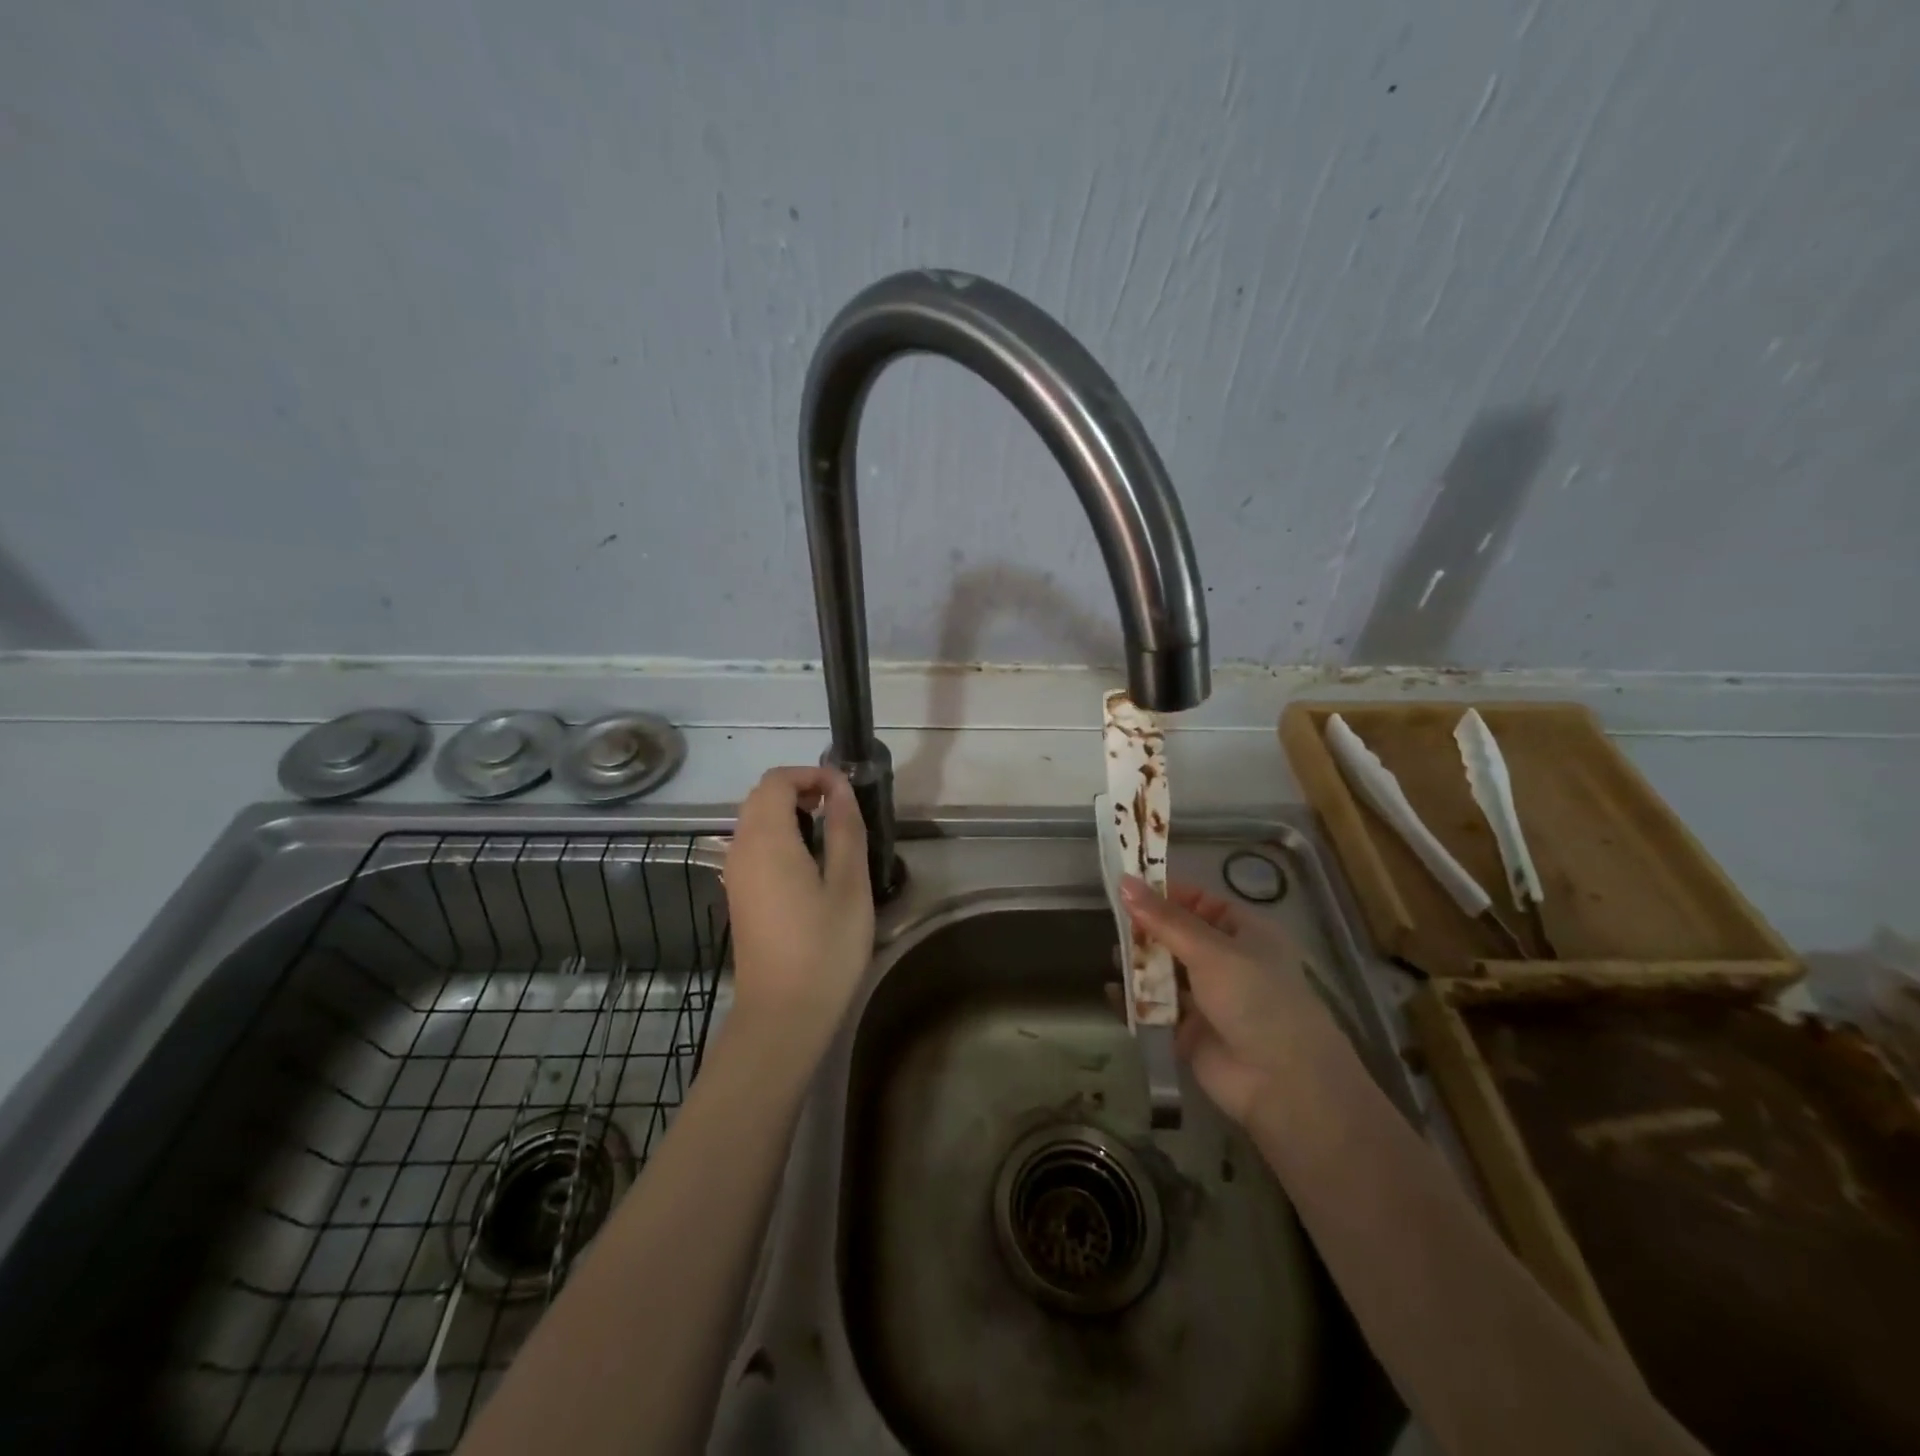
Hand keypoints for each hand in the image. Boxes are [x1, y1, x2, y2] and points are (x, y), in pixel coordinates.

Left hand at [724, 767, 874, 1046]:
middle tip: (841, 809)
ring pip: (755, 821)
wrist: (782, 1015)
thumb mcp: (849, 884)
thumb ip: (845, 829)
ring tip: (831, 835)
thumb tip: (841, 788)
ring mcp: (735, 874)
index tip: (846, 791)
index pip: (777, 780)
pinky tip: (810, 866)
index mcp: (767, 839)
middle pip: (761, 797)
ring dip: (789, 813)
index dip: (812, 774)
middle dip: (800, 790)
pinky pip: (753, 847)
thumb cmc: (824, 948)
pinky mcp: (739, 895)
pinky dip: (779, 837)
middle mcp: (741, 849)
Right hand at [1121, 876, 1343, 1127]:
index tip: (1127, 888)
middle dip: (1146, 931)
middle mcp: (1226, 961)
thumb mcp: (1209, 950)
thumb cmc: (1254, 997)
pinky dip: (1135, 1001)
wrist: (1281, 1081)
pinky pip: (1156, 1009)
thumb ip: (1163, 919)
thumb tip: (1124, 881)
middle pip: (1177, 937)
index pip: (1199, 902)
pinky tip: (1112, 992)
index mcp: (1243, 933)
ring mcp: (1208, 998)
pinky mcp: (1189, 1031)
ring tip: (1113, 958)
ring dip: (1139, 965)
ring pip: (1165, 973)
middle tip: (1113, 924)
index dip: (1166, 895)